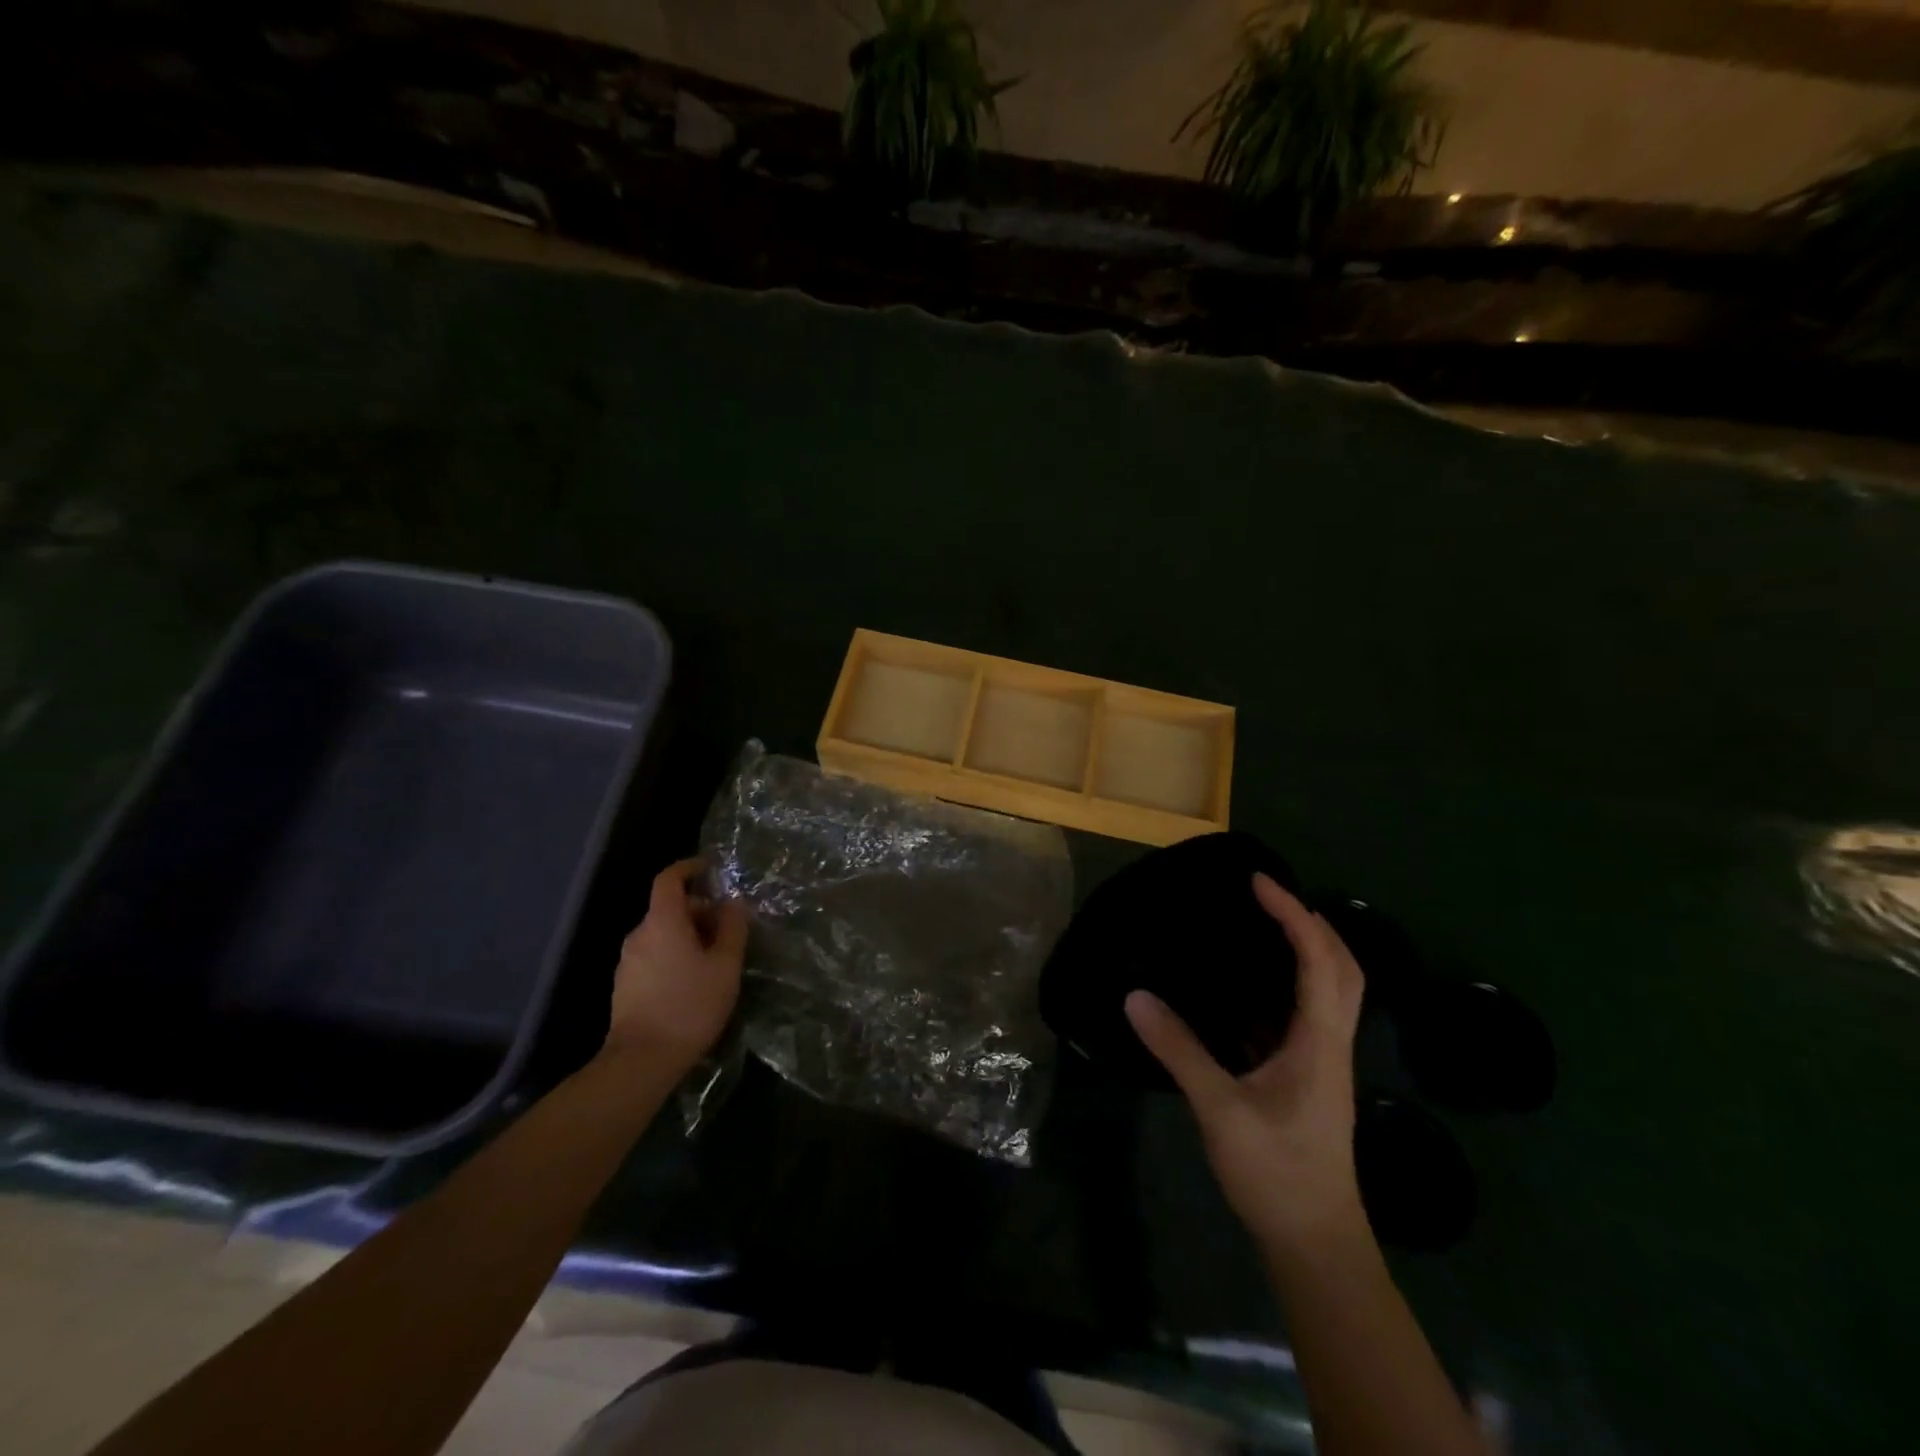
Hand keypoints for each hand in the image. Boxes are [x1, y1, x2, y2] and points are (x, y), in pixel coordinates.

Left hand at [603, 858, 747, 1074]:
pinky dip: (675, 954)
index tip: (711, 869)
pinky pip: (654, 954)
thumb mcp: (725, 965)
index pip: (669, 879)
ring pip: (662, 933)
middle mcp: (639, 934)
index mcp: (662, 922)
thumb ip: (732, 928)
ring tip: (716, 958)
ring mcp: (628, 961)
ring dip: (689, 934)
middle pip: (669, 908)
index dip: (689, 868)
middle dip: (700, 910)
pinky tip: (694, 980)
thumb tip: (733, 903)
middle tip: (729, 928)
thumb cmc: (690, 1005)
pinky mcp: (625, 985)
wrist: (641, 1060)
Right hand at [1126, 872, 1366, 1253]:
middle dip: (1312, 922)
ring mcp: (1325, 1062)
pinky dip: (1291, 981)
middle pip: (1343, 967)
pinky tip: (1251, 986)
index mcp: (1320, 1042)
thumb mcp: (1220, 1109)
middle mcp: (1332, 1043)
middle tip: (1267, 896)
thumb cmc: (1276, 1173)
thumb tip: (1135, 996)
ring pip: (1333, 990)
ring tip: (1263, 924)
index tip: (1259, 882)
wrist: (1316, 1244)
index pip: (1320, 960)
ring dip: (1308, 948)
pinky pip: (1309, 1012)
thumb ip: (1178, 1049)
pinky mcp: (1311, 1078)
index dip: (1294, 915)